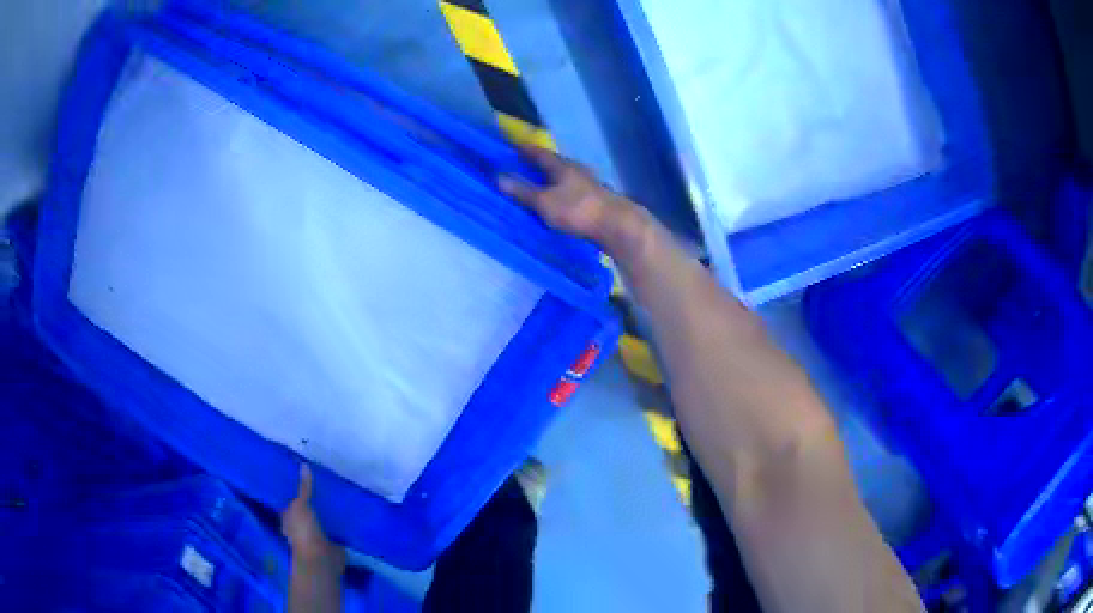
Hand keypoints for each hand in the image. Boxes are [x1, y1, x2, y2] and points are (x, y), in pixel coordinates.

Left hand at [282, 464, 344, 573]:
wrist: (321, 559)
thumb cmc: (304, 532)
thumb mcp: (301, 505)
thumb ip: (304, 488)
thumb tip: (304, 465)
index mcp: (289, 518)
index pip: (290, 502)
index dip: (295, 492)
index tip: (305, 479)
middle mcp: (300, 527)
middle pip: (306, 510)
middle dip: (313, 502)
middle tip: (325, 484)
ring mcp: (316, 536)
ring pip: (321, 520)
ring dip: (327, 513)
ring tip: (339, 496)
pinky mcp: (332, 542)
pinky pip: (335, 529)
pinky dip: (340, 524)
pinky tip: (348, 513)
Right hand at [499, 147, 650, 264]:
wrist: (618, 226)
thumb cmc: (578, 210)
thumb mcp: (544, 201)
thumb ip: (522, 190)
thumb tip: (498, 176)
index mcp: (562, 165)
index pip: (538, 152)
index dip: (523, 149)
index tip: (510, 146)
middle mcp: (576, 170)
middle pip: (552, 164)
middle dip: (536, 165)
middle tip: (519, 167)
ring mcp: (588, 184)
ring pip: (563, 178)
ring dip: (549, 180)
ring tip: (535, 186)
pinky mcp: (595, 200)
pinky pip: (571, 192)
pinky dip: (559, 193)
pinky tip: (556, 202)